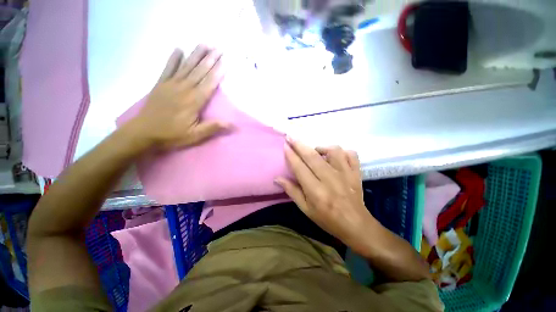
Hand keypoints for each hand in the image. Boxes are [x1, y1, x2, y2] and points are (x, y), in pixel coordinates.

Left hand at [129, 45, 229, 149]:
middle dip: (210, 59)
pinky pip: (168, 68)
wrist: (144, 132)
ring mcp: (171, 84)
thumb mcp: (195, 135)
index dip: (218, 71)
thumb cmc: (172, 134)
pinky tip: (178, 49)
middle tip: (219, 48)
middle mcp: (184, 89)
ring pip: (186, 66)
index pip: (209, 83)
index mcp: (194, 101)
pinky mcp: (161, 84)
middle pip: (200, 71)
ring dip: (196, 54)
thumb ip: (213, 127)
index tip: (225, 60)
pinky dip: (173, 58)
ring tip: (204, 44)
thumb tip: (232, 124)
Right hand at [275, 138, 374, 248]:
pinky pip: (351, 154)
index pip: (300, 167)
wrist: (355, 225)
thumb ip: (292, 191)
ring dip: (321, 147)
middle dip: (299, 145)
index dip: (291, 155)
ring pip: (333, 151)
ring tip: (315, 151)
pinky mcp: (356, 172)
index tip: (285, 145)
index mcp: (315, 190)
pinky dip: (342, 151)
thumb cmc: (327, 219)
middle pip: (312, 156)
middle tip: (291, 137)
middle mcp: (330, 179)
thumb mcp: (305, 209)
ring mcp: (345, 174)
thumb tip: (278, 178)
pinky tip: (335, 155)